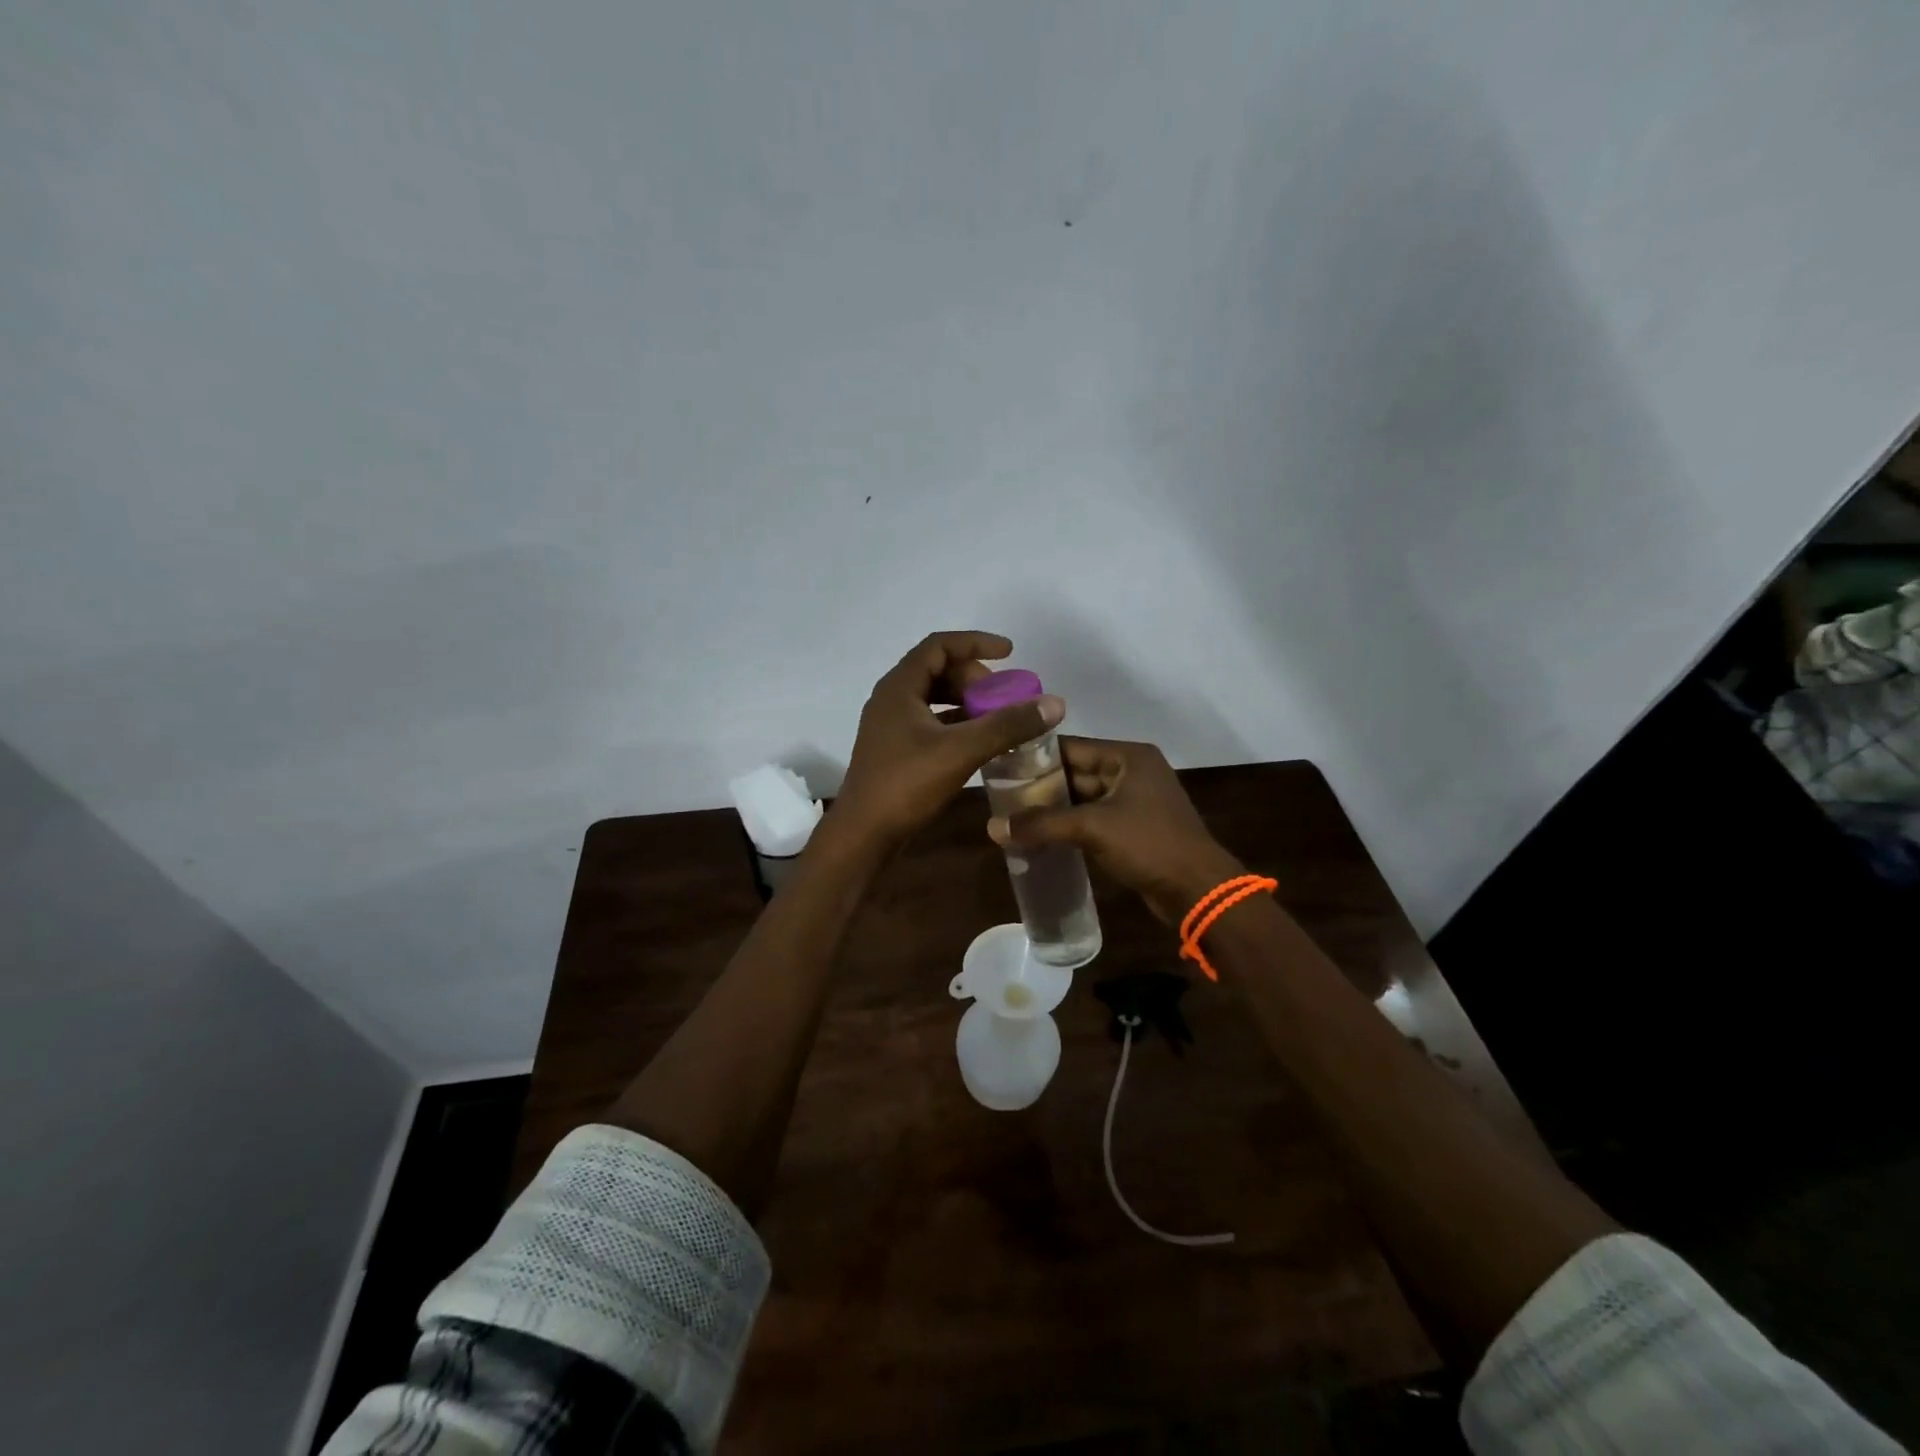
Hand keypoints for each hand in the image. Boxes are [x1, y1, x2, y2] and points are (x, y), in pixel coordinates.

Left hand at [832, 632, 1064, 848]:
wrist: (863, 834)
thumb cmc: (906, 784)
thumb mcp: (962, 750)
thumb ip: (1007, 725)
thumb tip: (1054, 703)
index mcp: (899, 687)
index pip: (939, 646)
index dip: (975, 643)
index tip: (1009, 653)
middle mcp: (891, 699)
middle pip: (937, 670)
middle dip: (974, 677)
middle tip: (1004, 695)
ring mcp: (890, 726)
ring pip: (934, 699)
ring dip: (966, 701)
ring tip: (996, 716)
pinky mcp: (895, 750)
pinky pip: (930, 723)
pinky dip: (957, 724)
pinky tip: (979, 742)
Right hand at [988, 737, 1242, 923]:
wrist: (1199, 890)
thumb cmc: (1149, 844)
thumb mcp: (1092, 828)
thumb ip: (1042, 824)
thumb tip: (992, 827)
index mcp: (1128, 756)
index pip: (1071, 747)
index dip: (1035, 757)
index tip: (1000, 768)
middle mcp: (1132, 771)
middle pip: (1075, 772)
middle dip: (1040, 786)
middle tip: (1000, 797)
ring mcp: (1134, 801)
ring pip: (1083, 799)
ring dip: (1053, 810)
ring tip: (1013, 818)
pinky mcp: (1134, 829)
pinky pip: (1093, 820)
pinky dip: (1069, 827)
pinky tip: (1041, 838)